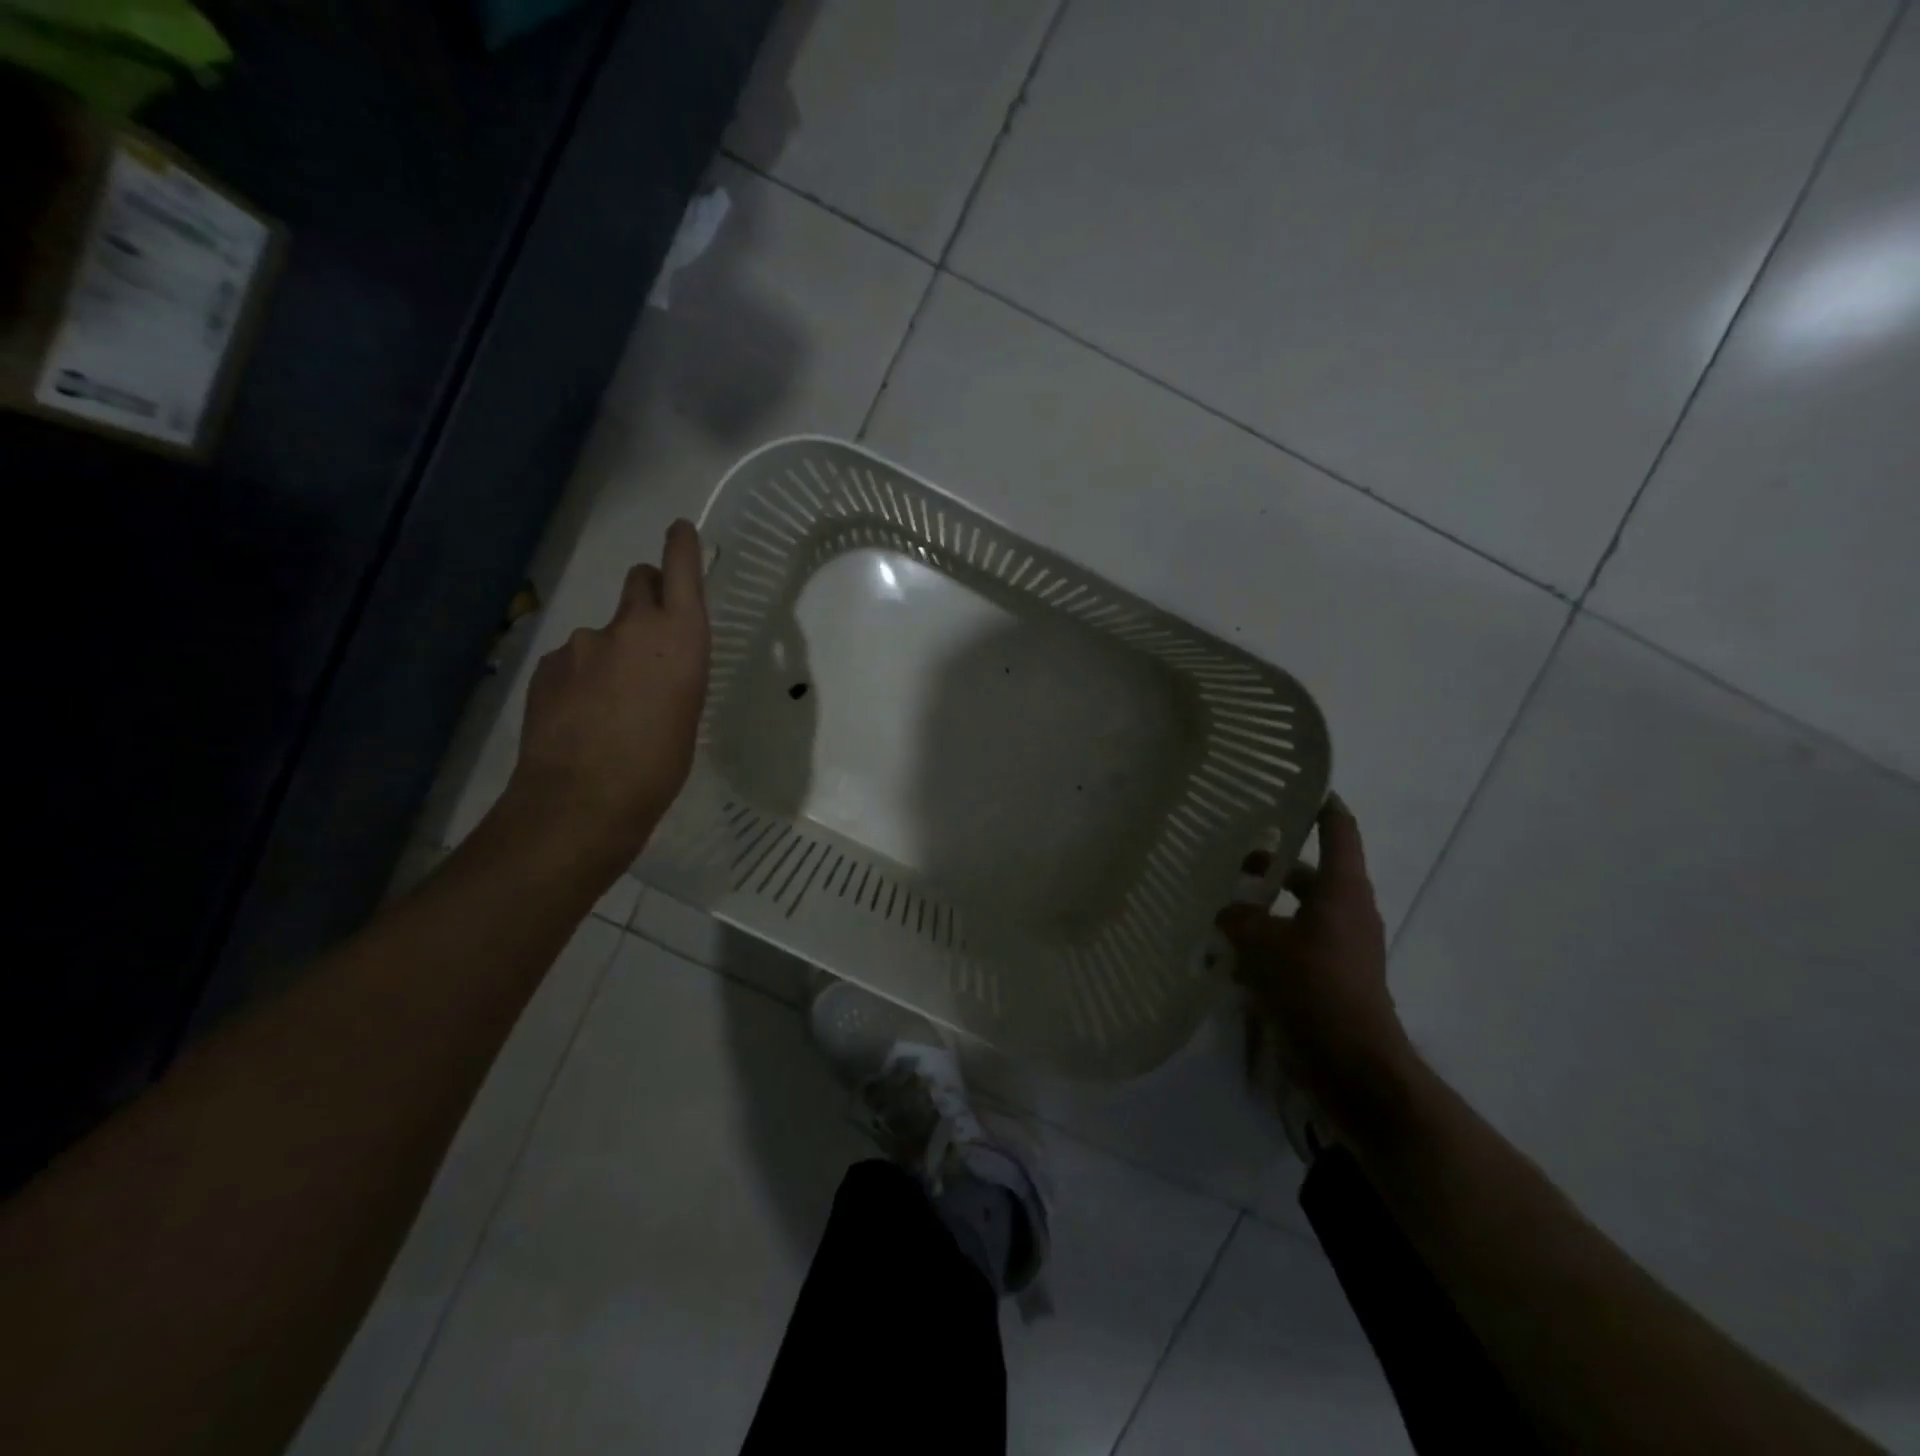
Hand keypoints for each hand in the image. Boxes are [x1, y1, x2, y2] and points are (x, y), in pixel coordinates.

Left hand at [504, 519, 709, 868]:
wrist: (583, 799)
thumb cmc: (660, 763)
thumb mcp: (688, 712)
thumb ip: (675, 671)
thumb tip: (657, 664)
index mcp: (679, 636)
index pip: (681, 570)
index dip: (681, 545)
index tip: (680, 530)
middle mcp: (630, 626)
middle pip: (638, 580)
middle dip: (648, 592)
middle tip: (652, 632)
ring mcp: (582, 643)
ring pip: (603, 631)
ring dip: (612, 651)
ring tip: (613, 703)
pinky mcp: (547, 665)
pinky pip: (572, 659)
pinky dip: (582, 676)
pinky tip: (582, 716)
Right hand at [1218, 795, 1410, 1128]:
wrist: (1352, 1064)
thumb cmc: (1314, 988)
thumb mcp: (1263, 945)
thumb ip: (1238, 919)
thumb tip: (1223, 909)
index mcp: (1341, 890)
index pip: (1338, 830)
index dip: (1322, 804)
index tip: (1298, 785)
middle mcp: (1346, 911)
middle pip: (1310, 871)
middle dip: (1273, 862)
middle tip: (1232, 851)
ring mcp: (1340, 945)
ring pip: (1298, 910)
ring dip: (1266, 904)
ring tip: (1221, 901)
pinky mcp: (1329, 975)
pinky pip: (1294, 943)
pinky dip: (1267, 940)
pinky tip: (1229, 951)